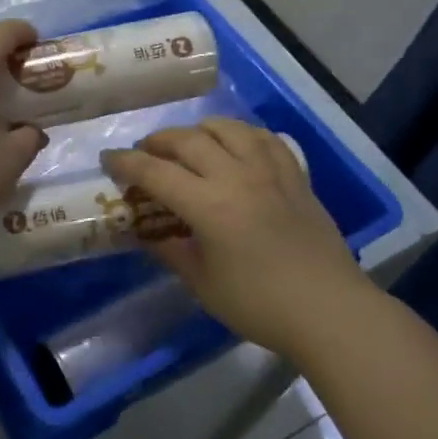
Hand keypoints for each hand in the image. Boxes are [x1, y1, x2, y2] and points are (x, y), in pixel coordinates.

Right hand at [102, 118, 365, 357]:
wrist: (329, 310)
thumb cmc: (259, 304)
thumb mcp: (203, 284)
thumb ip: (170, 251)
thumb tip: (147, 232)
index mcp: (209, 205)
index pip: (156, 172)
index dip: (126, 163)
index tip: (108, 160)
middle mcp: (237, 176)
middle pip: (189, 140)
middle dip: (158, 141)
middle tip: (144, 153)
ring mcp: (270, 172)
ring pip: (229, 129)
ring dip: (200, 130)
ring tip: (189, 144)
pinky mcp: (296, 176)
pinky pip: (265, 139)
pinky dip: (242, 134)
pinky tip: (237, 145)